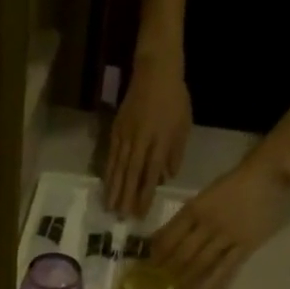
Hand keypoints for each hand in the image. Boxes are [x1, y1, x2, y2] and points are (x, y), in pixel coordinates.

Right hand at [104, 52, 191, 218]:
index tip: (141, 213)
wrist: (155, 70)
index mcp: (160, 140)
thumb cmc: (174, 98)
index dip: (145, 194)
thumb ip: (175, 152)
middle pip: (132, 174)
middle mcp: (141, 140)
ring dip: (114, 189)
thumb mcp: (183, 124)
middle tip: (121, 217)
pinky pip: (112, 156)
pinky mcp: (116, 130)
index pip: (151, 173)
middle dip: (126, 197)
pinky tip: (106, 185)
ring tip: (110, 207)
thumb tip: (166, 177)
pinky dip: (108, 172)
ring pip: (119, 167)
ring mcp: (126, 135)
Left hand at [150, 151, 289, 288]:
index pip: (170, 235)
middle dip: (168, 273)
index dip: (157, 254)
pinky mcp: (246, 246)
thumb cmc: (234, 183)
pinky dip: (213, 284)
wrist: (269, 174)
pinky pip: (226, 269)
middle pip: (183, 254)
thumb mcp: (205, 195)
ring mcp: (228, 236)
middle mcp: (208, 224)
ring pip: (202, 265)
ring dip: (187, 283)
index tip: (147, 267)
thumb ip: (187, 217)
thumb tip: (163, 239)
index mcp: (195, 208)